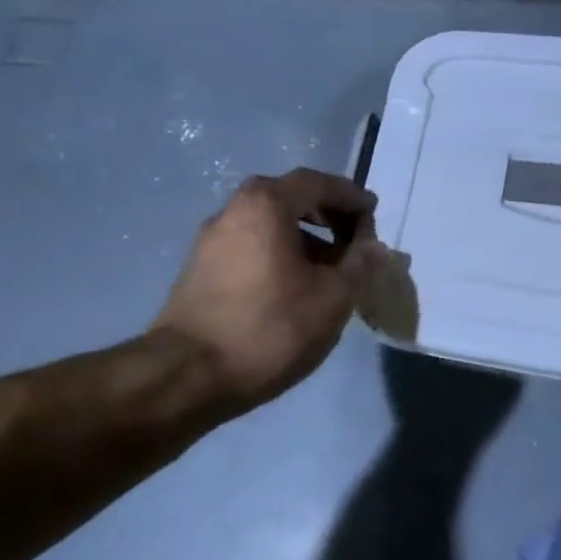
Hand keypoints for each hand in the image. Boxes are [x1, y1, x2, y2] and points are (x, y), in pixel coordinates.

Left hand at [153, 168, 384, 416]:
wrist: (186, 376)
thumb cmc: (269, 327)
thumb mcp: (332, 298)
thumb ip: (359, 266)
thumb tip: (374, 247)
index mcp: (266, 204)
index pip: (318, 183)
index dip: (350, 196)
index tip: (374, 213)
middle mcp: (234, 209)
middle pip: (291, 198)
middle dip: (328, 215)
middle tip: (355, 239)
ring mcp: (212, 239)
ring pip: (269, 224)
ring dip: (306, 237)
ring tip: (331, 270)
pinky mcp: (200, 268)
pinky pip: (252, 244)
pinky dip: (281, 252)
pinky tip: (297, 286)